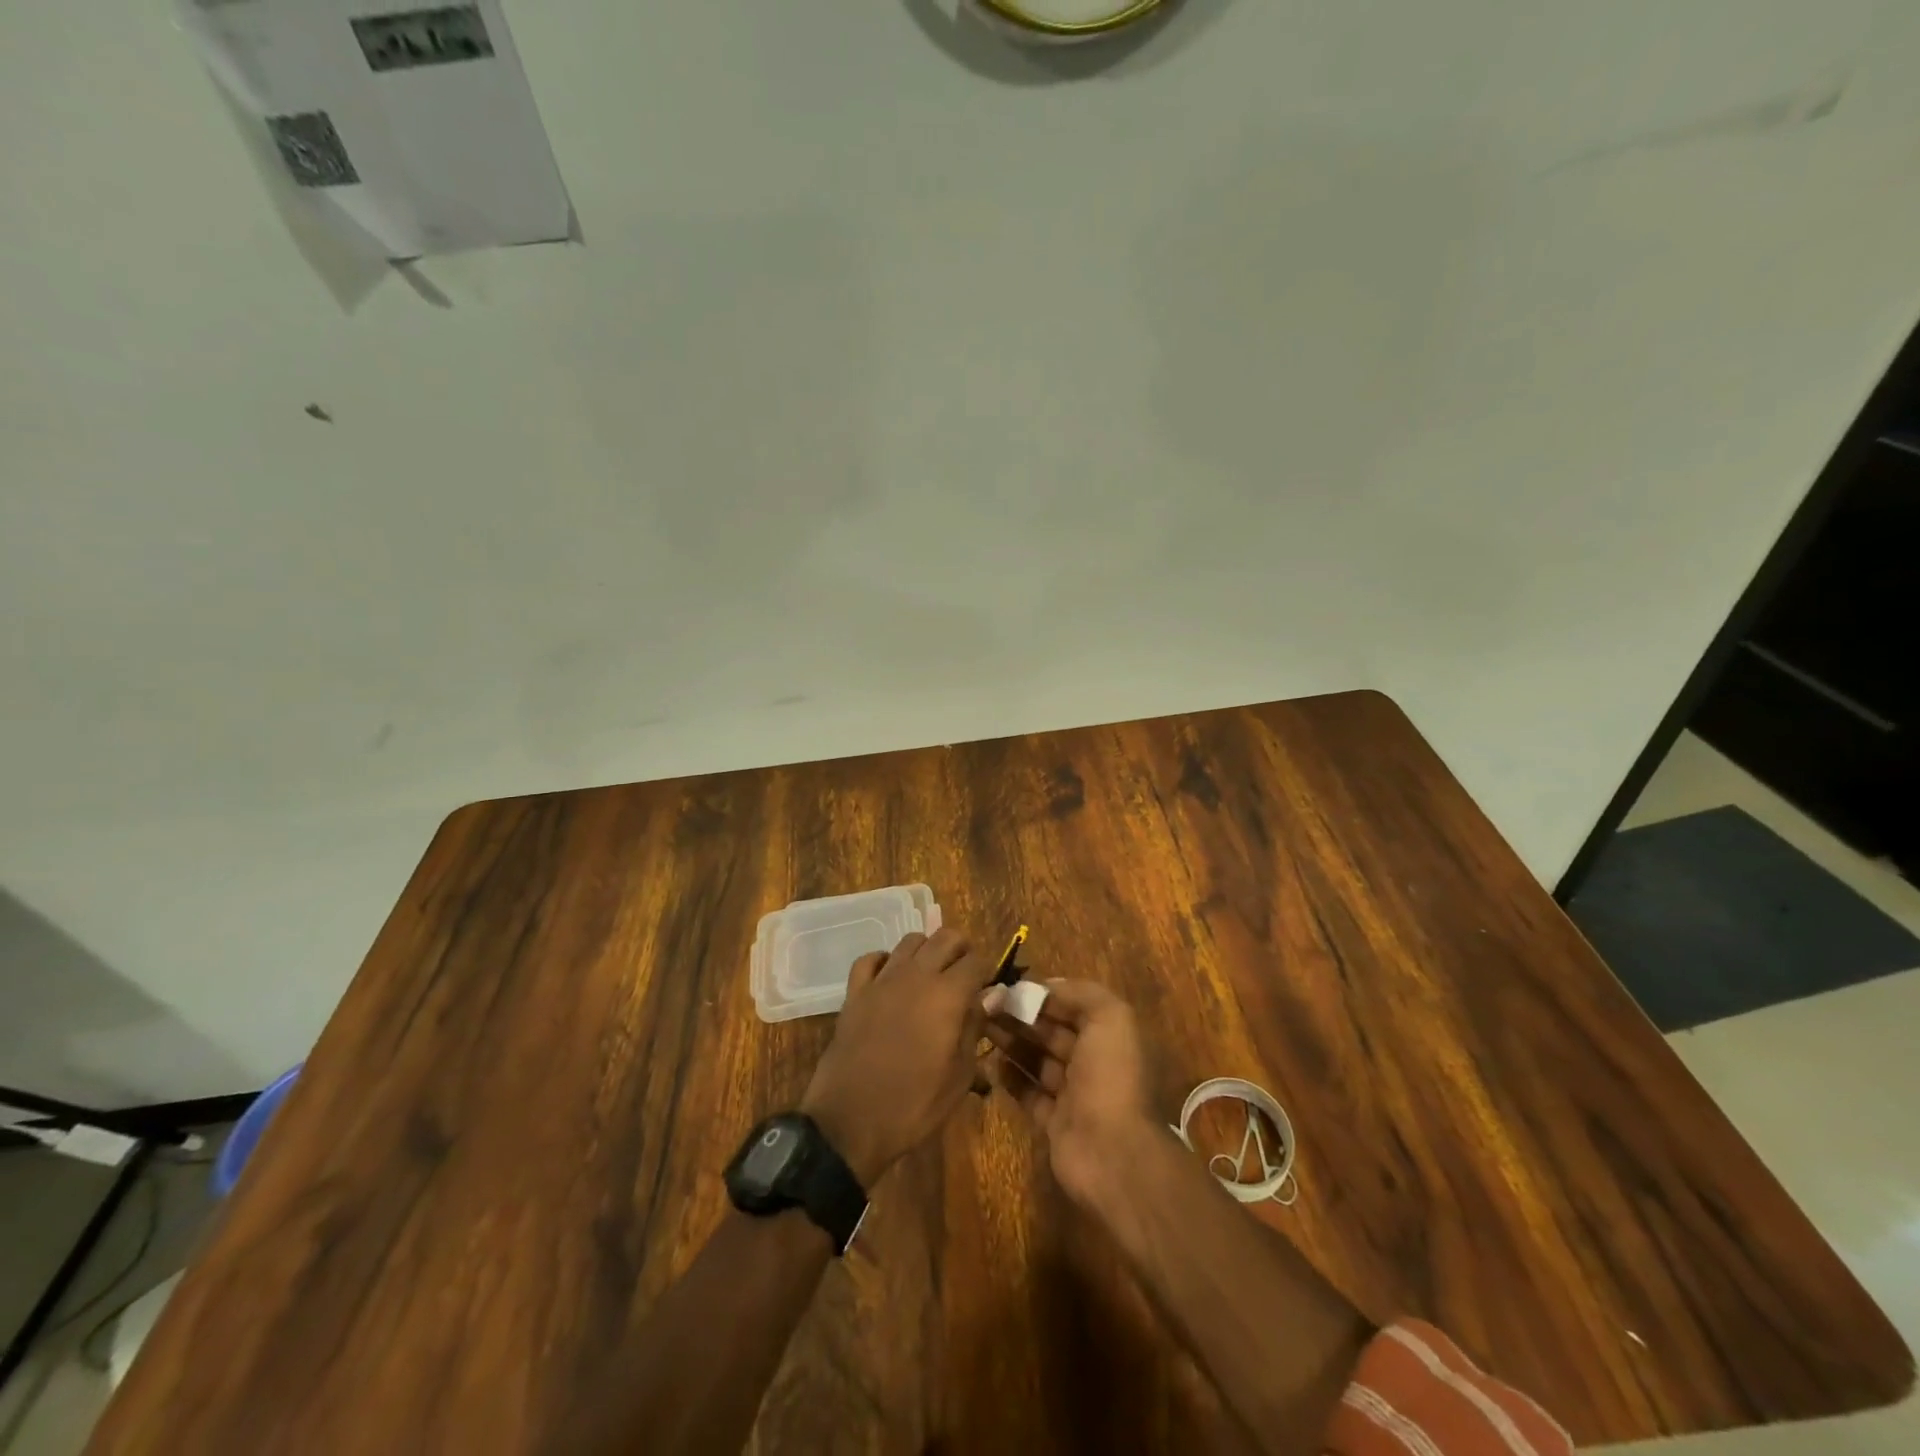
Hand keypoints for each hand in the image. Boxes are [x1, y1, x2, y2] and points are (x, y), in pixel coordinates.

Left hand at [800, 928, 998, 1186]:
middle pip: (945, 937)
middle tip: (964, 976)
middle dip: (961, 950)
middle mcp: (916, 976)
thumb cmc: (914, 1105)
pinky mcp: (855, 992)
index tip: (987, 989)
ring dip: (927, 951)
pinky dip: (884, 961)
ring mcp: (882, 980)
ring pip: (910, 941)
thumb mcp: (959, 1076)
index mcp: (947, 995)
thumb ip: (975, 1027)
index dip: (986, 972)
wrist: (850, 1122)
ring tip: (931, 976)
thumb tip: (991, 996)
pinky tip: (890, 979)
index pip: (976, 961)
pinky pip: (871, 959)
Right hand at [983, 979, 1158, 1205]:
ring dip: (1012, 1042)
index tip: (1010, 986)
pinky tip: (988, 1062)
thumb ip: (1082, 993)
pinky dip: (1010, 1078)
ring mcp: (1073, 1095)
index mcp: (1110, 1036)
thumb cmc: (1111, 1077)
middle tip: (987, 1004)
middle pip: (1052, 1032)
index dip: (1043, 995)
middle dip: (1022, 1016)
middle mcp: (1093, 1063)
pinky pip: (1029, 1094)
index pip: (1072, 1006)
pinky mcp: (1054, 1123)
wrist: (1113, 1153)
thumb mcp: (1110, 1018)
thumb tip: (1048, 986)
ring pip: (1038, 1061)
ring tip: (981, 1027)